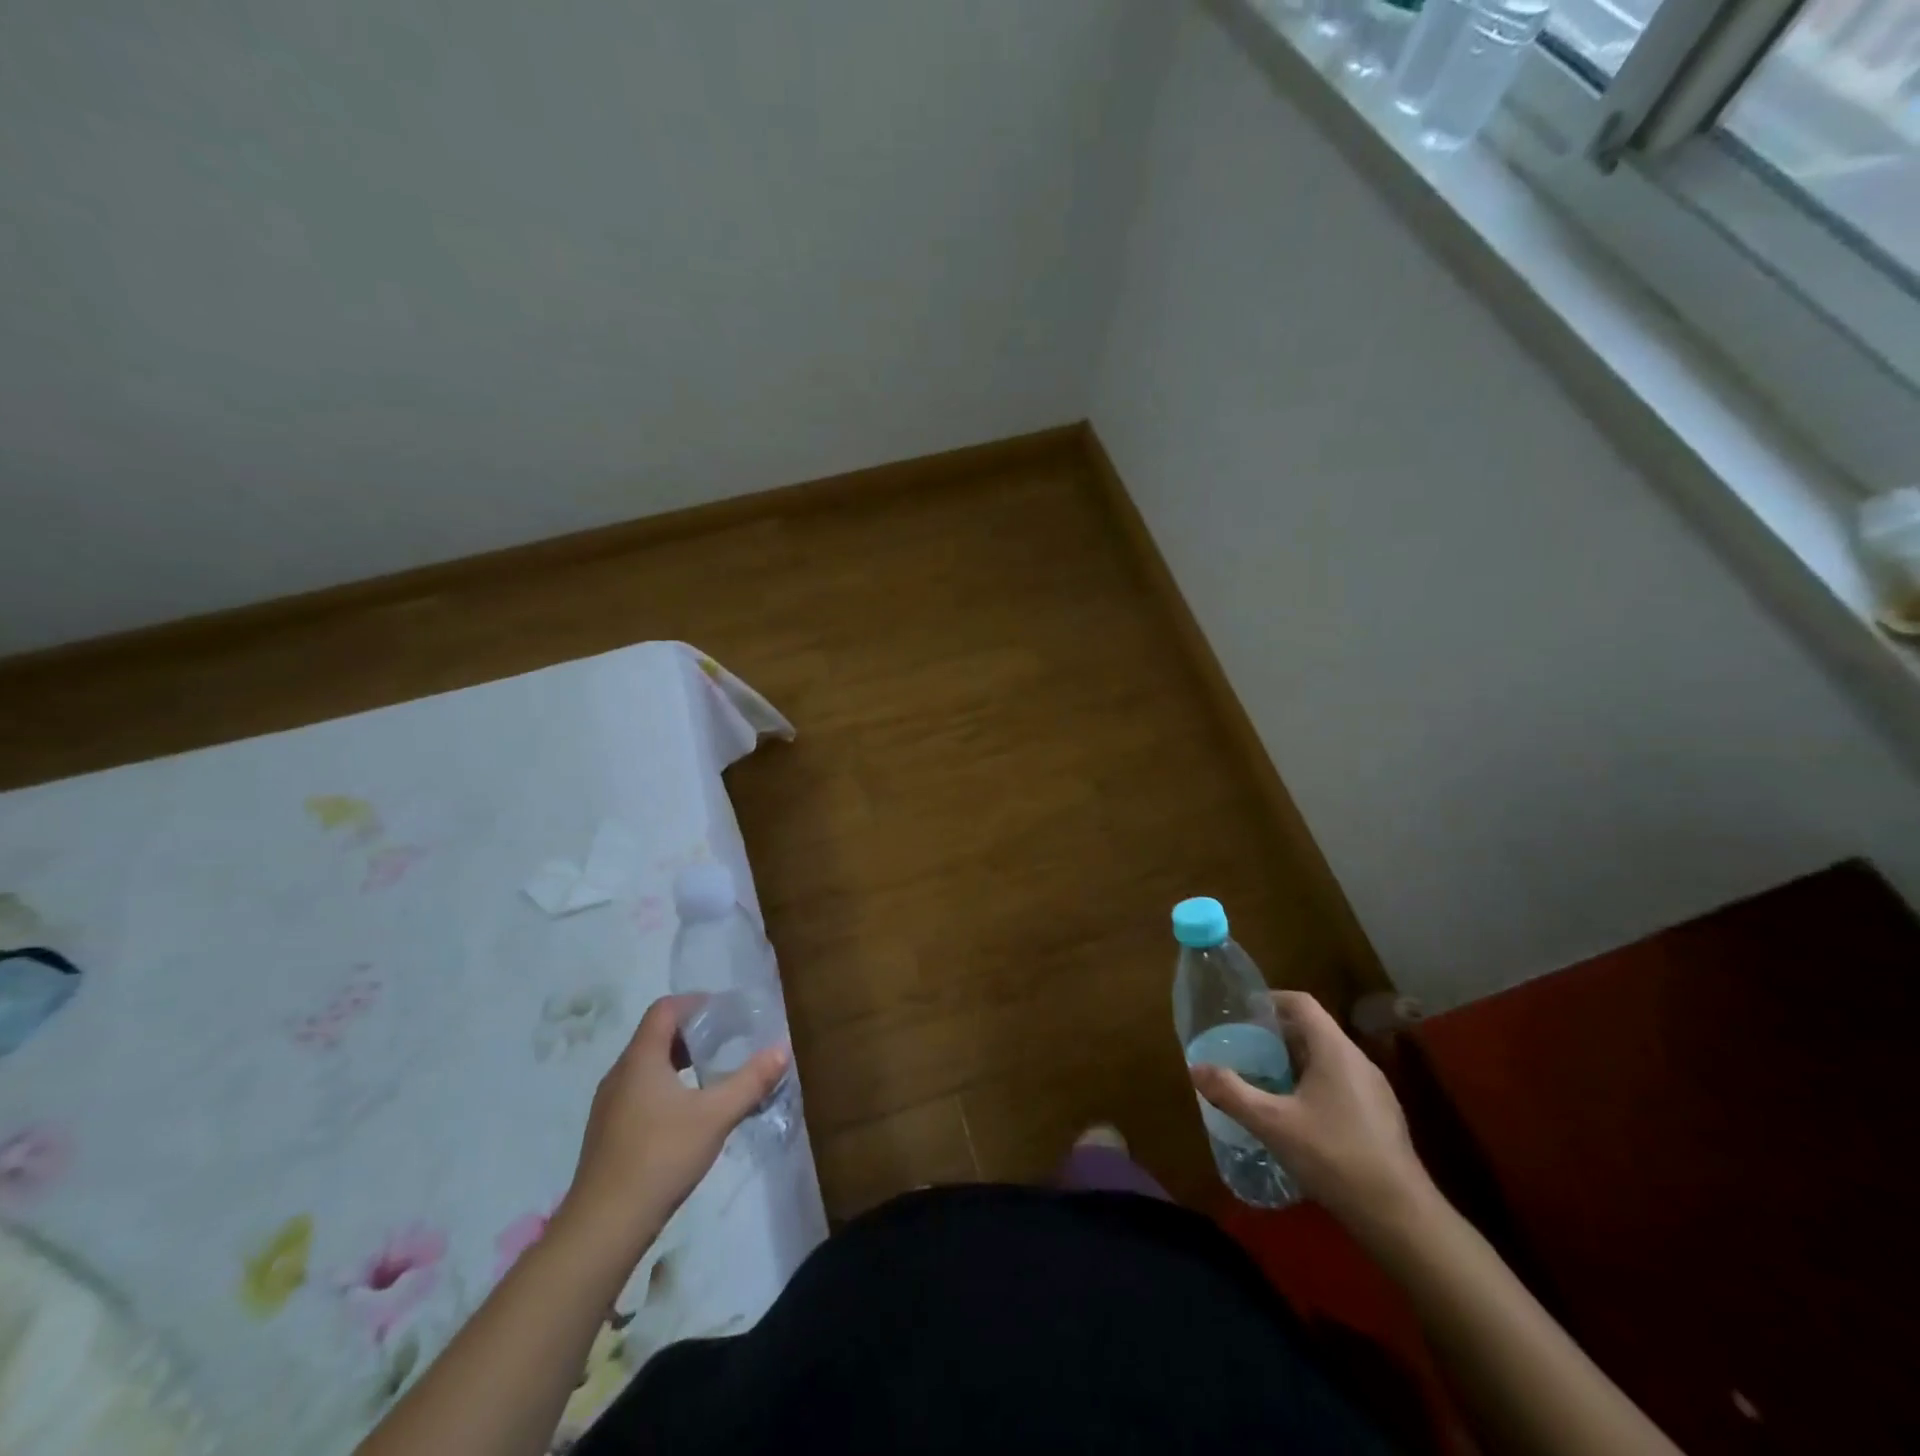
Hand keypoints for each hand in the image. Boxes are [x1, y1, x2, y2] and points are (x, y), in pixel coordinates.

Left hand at [556, 995, 788, 1262]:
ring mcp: (609, 1105)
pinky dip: (667, 1087)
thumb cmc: (660, 1157)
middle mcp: (620, 1074)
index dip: (695, 1003)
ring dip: (680, 1061)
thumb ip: (751, 1081)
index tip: (726, 1012)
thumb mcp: (716, 1116)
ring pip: (647, 1066)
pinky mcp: (608, 1133)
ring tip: (713, 1073)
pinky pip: (640, 1092)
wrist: (603, 1227)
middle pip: (656, 1036)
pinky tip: (689, 1113)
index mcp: (641, 1059)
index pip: (664, 1009)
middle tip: (728, 1040)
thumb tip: (782, 1049)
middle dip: (693, 1033)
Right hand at [1191, 990, 1434, 1240]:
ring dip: (1294, 1064)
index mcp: (1335, 1050)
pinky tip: (1296, 1118)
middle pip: (1313, 1031)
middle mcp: (1358, 1061)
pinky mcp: (1381, 1119)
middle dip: (1276, 1036)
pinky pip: (1340, 1085)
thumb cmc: (1335, 1157)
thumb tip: (1195, 1068)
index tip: (1241, 1013)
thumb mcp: (1273, 1124)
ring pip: (1327, 1060)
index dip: (1270, 1001)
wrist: (1402, 1219)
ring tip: (1264, 1082)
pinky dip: (1313, 1087)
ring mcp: (1374, 1091)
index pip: (1301, 1003)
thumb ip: (1232, 1093)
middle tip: (1244, 1050)